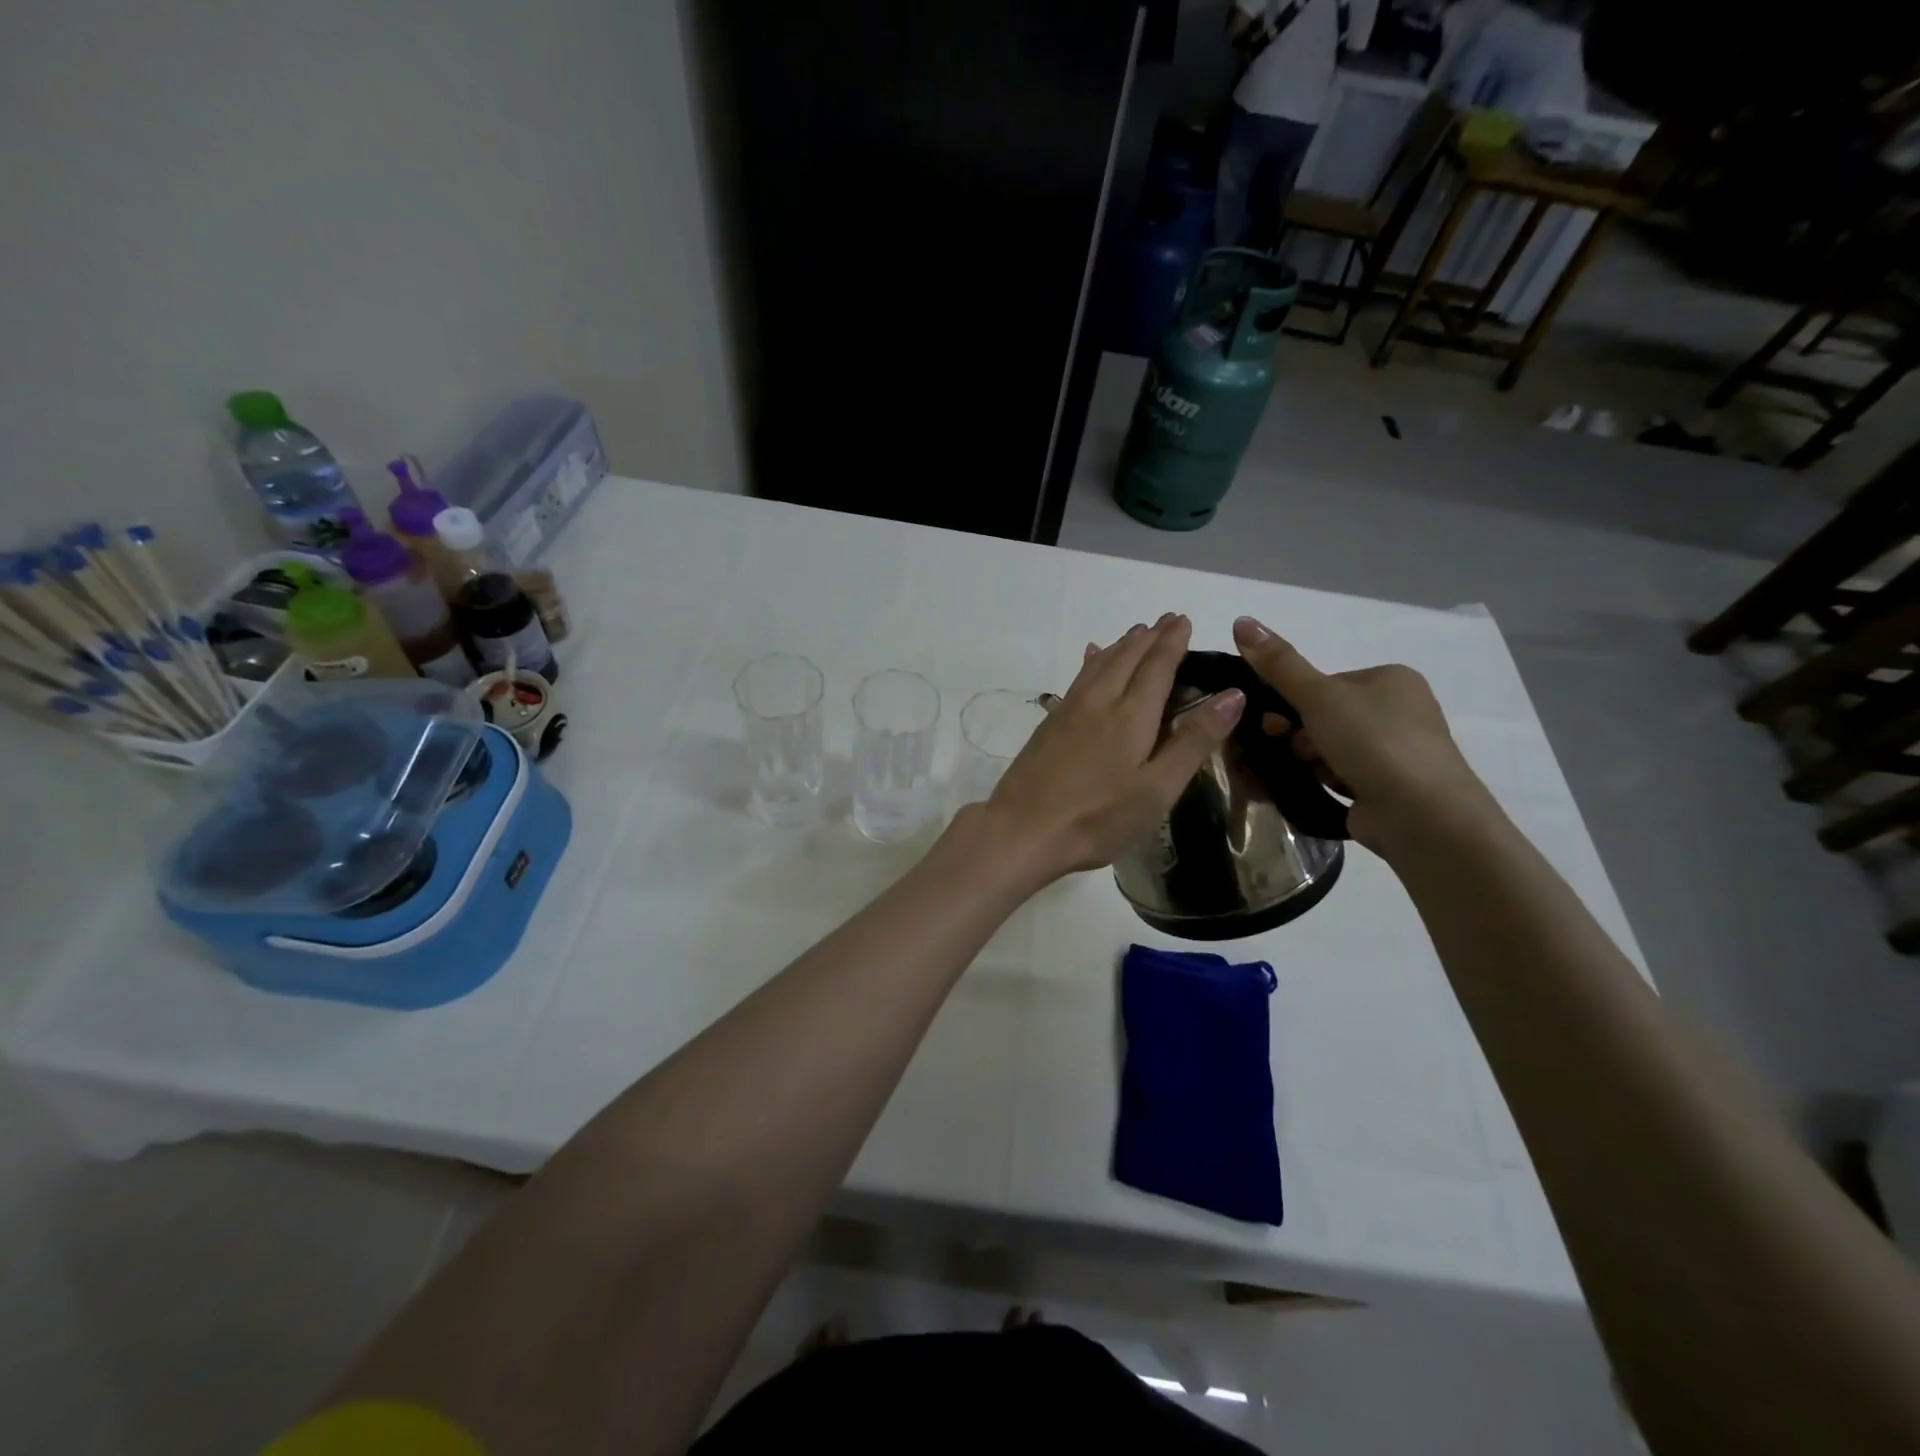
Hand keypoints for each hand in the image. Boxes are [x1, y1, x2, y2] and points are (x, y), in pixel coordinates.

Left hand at [981, 614, 1244, 882]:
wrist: (1023, 830)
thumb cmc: (1098, 817)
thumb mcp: (1158, 788)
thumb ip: (1193, 741)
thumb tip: (1233, 695)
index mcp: (1130, 715)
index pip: (1157, 666)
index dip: (1172, 642)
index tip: (1184, 620)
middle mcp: (1099, 702)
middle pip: (1127, 658)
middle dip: (1149, 637)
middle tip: (1166, 620)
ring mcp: (1069, 711)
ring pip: (1099, 664)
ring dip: (1121, 645)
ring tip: (1136, 633)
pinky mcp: (1049, 725)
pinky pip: (1078, 678)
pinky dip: (1092, 662)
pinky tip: (1091, 659)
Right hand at [1231, 616, 1491, 856]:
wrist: (1421, 814)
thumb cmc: (1373, 742)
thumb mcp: (1318, 696)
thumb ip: (1278, 664)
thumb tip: (1241, 620)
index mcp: (1391, 680)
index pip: (1326, 683)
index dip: (1295, 701)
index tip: (1275, 720)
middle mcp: (1400, 711)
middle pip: (1326, 716)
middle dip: (1300, 733)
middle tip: (1290, 748)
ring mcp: (1398, 753)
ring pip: (1331, 748)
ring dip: (1310, 759)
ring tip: (1309, 773)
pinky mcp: (1390, 788)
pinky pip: (1342, 775)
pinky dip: (1324, 780)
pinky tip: (1315, 788)